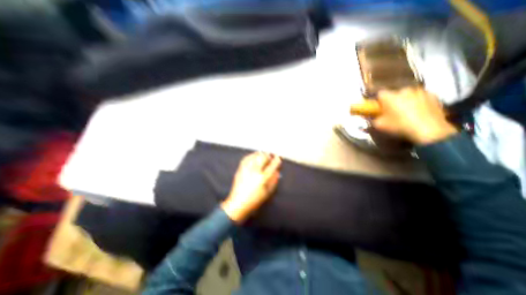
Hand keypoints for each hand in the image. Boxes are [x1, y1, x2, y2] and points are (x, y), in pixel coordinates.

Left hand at [220, 152, 280, 222]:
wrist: (238, 204)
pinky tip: (253, 156)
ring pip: (254, 156)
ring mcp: (246, 169)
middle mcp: (254, 171)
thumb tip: (277, 172)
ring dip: (260, 154)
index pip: (272, 166)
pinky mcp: (240, 169)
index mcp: (262, 178)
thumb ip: (274, 181)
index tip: (278, 157)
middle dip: (268, 155)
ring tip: (263, 154)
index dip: (276, 160)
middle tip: (270, 156)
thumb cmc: (255, 200)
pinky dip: (251, 155)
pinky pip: (246, 158)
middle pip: (263, 158)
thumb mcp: (268, 193)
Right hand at [371, 88, 458, 144]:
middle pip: (394, 94)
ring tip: (407, 113)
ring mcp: (420, 91)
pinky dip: (418, 103)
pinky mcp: (433, 95)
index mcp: (389, 96)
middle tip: (392, 112)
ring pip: (408, 95)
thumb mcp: (379, 125)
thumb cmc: (399, 126)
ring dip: (405, 101)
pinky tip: (418, 113)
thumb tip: (369, 116)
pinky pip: (420, 97)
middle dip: (392, 101)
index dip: (378, 101)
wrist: (429, 130)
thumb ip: (371, 118)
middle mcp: (403, 90)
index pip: (379, 94)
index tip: (378, 108)